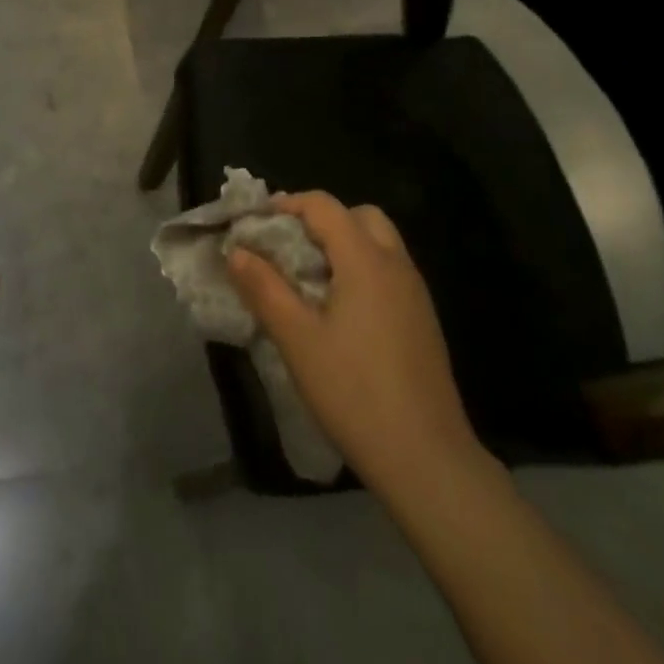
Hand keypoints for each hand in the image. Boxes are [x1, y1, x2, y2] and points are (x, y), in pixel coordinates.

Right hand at [227, 192, 486, 494]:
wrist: (427, 458)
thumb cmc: (354, 393)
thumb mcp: (298, 340)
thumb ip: (265, 289)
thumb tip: (236, 251)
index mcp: (366, 260)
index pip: (324, 206)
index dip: (287, 205)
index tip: (255, 224)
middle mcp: (396, 265)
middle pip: (359, 216)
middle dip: (321, 220)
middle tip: (287, 248)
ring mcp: (415, 293)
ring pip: (379, 243)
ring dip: (343, 244)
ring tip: (308, 278)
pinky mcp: (423, 320)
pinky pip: (389, 271)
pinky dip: (362, 269)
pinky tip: (340, 311)